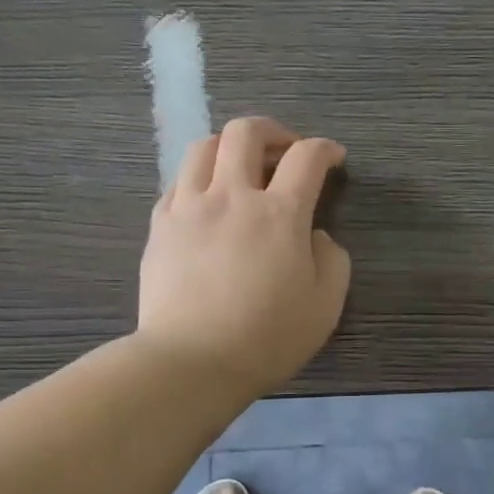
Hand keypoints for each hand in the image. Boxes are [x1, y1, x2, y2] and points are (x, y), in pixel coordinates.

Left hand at [137, 117, 350, 398]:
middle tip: (286, 152)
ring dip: (230, 147)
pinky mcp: (160, 225)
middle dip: (273, 132)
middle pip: (246, 133)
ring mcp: (189, 207)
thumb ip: (333, 261)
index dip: (325, 149)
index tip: (333, 158)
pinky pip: (179, 181)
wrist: (190, 362)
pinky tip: (208, 200)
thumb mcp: (325, 306)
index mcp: (279, 214)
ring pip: (204, 147)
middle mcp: (232, 196)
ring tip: (241, 168)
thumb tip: (316, 236)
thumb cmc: (266, 338)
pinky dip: (201, 177)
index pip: (306, 158)